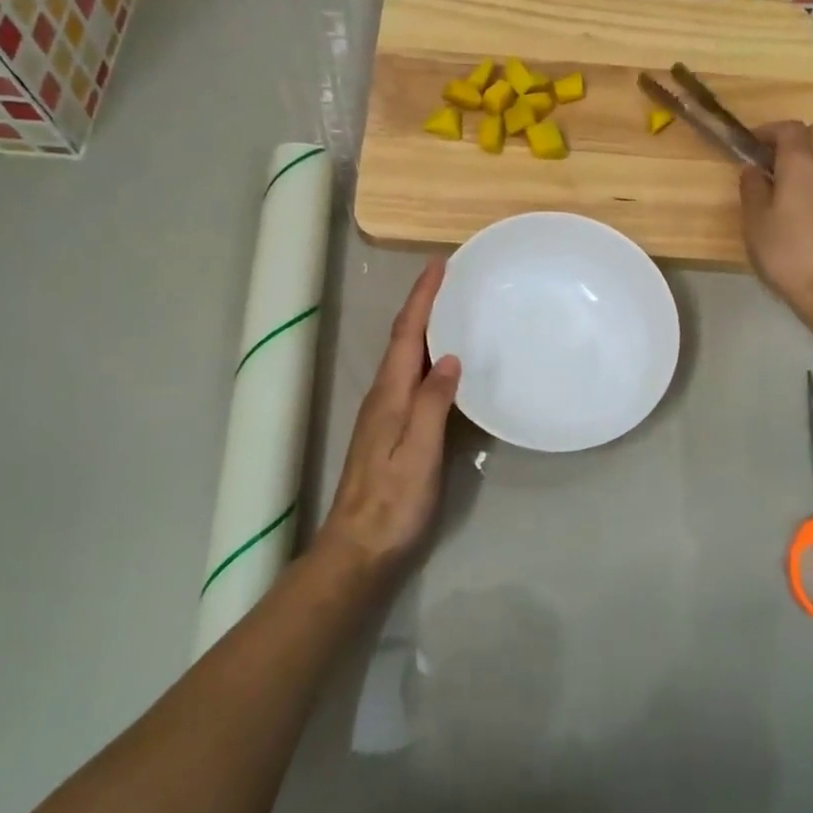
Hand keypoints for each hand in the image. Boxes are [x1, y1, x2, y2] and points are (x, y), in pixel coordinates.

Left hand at [313, 257, 460, 582]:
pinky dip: (425, 357)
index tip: (439, 264)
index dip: (422, 297)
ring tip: (451, 310)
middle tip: (450, 279)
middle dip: (423, 304)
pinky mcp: (392, 431)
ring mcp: (385, 414)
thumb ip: (433, 402)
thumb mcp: (418, 450)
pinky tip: (443, 364)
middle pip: (402, 339)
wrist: (361, 548)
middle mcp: (383, 396)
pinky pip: (411, 379)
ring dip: (423, 328)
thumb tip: (447, 356)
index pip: (405, 333)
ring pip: (405, 358)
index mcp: (389, 394)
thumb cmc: (393, 501)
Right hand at [739, 120, 812, 327]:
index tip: (750, 144)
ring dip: (808, 160)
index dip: (768, 130)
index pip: (789, 128)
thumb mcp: (755, 221)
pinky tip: (800, 211)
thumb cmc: (787, 252)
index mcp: (801, 164)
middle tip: (772, 158)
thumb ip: (752, 188)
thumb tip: (753, 169)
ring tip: (782, 187)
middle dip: (796, 137)